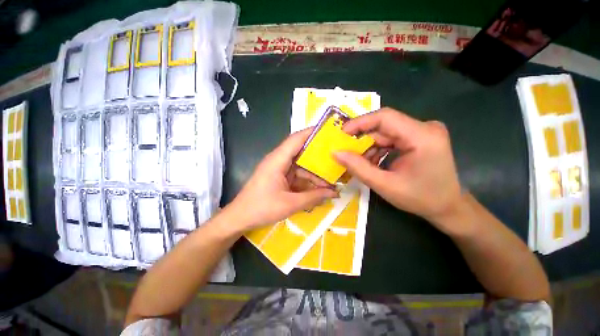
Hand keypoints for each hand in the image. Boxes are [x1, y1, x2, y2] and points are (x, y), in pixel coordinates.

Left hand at [225, 128, 337, 231]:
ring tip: (332, 180)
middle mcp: (278, 160)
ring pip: (301, 166)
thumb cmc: (261, 208)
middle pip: (301, 152)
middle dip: (319, 157)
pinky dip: (307, 181)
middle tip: (337, 159)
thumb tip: (334, 193)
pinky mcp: (279, 178)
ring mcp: (279, 169)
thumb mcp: (291, 204)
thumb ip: (313, 197)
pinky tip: (319, 189)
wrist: (239, 218)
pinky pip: (297, 176)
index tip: (330, 132)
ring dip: (314, 173)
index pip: (296, 139)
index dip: (313, 133)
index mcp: (278, 160)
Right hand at [333, 108, 464, 234]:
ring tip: (359, 162)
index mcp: (423, 137)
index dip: (360, 123)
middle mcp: (425, 128)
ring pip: (386, 132)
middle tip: (345, 151)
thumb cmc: (420, 199)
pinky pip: (391, 138)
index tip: (341, 133)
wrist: (448, 206)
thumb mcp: (385, 185)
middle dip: (362, 139)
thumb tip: (336, 153)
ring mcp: (423, 131)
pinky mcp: (419, 137)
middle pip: (384, 126)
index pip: (385, 117)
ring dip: (369, 146)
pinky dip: (378, 149)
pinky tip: (372, 162)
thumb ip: (358, 168)